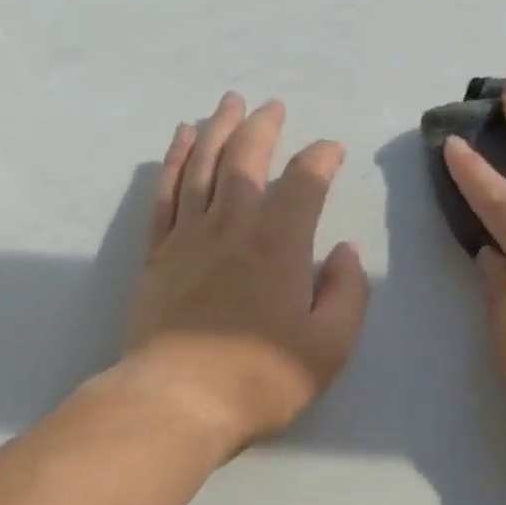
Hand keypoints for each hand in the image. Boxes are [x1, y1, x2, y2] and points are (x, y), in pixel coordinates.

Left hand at [122, 93, 369, 457]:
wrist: (179, 401)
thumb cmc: (262, 378)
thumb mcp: (330, 346)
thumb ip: (347, 293)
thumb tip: (346, 251)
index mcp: (280, 244)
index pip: (305, 182)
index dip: (322, 158)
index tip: (332, 152)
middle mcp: (233, 226)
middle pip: (246, 159)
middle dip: (263, 127)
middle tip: (272, 106)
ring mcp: (189, 237)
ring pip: (203, 166)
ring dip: (217, 129)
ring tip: (227, 104)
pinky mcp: (157, 255)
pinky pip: (166, 194)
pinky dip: (175, 161)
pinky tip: (182, 141)